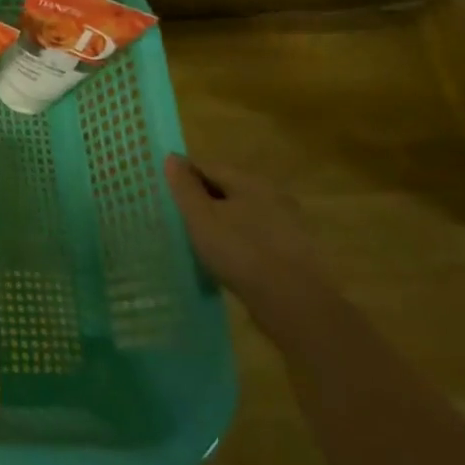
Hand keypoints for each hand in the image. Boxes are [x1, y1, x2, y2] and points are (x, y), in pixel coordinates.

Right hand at [165, 155, 330, 339]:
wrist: (297, 306)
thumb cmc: (241, 253)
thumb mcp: (200, 217)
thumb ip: (184, 187)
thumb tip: (172, 157)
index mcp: (250, 181)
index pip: (207, 167)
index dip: (184, 178)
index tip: (166, 195)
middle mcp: (273, 195)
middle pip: (228, 190)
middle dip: (204, 201)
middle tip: (181, 219)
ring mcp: (289, 225)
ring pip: (244, 215)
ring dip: (224, 223)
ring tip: (202, 242)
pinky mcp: (297, 254)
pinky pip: (259, 238)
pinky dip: (242, 243)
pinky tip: (231, 261)